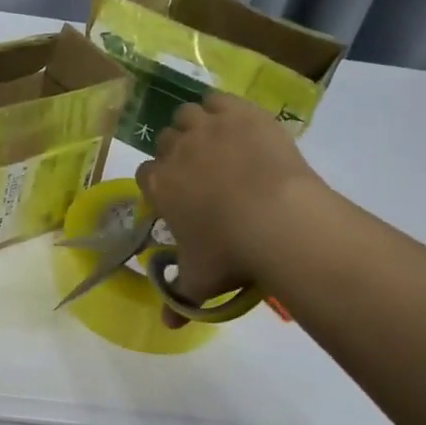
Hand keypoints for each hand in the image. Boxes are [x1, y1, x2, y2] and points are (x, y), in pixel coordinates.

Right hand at [135, 93, 326, 310]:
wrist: (279, 220)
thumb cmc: (231, 252)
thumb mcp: (201, 281)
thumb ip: (180, 299)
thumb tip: (167, 325)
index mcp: (160, 185)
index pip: (146, 174)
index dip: (160, 183)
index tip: (178, 196)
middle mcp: (175, 150)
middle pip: (166, 140)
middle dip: (178, 153)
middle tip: (203, 173)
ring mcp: (207, 127)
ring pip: (187, 114)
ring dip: (196, 126)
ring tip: (217, 144)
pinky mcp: (239, 113)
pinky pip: (218, 99)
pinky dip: (222, 109)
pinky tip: (235, 124)